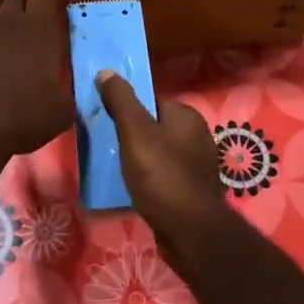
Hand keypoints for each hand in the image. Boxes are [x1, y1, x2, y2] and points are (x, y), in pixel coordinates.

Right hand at [94, 71, 229, 263]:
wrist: (190, 232)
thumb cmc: (161, 175)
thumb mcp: (135, 132)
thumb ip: (121, 100)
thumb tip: (107, 71)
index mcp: (187, 116)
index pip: (151, 102)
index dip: (128, 110)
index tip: (106, 122)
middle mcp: (197, 136)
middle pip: (154, 128)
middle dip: (131, 137)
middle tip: (106, 147)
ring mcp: (197, 166)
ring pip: (158, 154)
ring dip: (139, 160)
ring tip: (116, 170)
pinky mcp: (192, 191)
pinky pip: (163, 176)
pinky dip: (149, 180)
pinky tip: (135, 190)